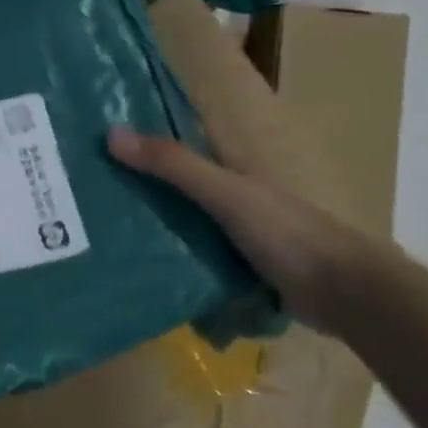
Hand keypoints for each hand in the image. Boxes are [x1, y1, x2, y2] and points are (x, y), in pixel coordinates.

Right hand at [107, 127, 371, 331]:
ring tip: (97, 235)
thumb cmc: (287, 233)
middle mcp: (229, 200)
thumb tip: (111, 133)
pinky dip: (168, 264)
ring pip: (179, 227)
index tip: (92, 145)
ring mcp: (233, 238)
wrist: (345, 294)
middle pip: (172, 191)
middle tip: (82, 195)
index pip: (175, 151)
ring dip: (148, 231)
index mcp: (230, 172)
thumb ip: (173, 166)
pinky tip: (137, 272)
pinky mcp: (235, 273)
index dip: (139, 146)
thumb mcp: (225, 194)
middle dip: (134, 191)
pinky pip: (191, 261)